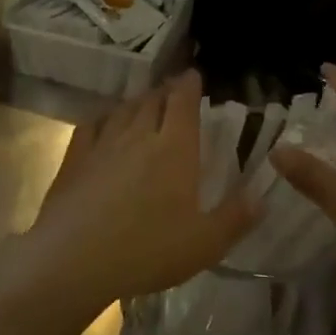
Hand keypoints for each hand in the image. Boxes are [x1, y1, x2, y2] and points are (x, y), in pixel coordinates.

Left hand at [15, 70, 259, 311]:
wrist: (74, 259)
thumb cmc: (147, 250)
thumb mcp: (204, 244)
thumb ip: (235, 218)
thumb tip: (262, 197)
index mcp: (175, 149)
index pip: (183, 103)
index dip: (189, 85)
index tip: (193, 75)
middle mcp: (139, 136)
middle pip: (153, 100)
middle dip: (165, 91)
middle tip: (173, 90)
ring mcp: (103, 144)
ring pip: (123, 110)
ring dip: (137, 102)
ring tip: (144, 103)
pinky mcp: (75, 158)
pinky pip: (91, 125)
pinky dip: (103, 118)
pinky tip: (104, 123)